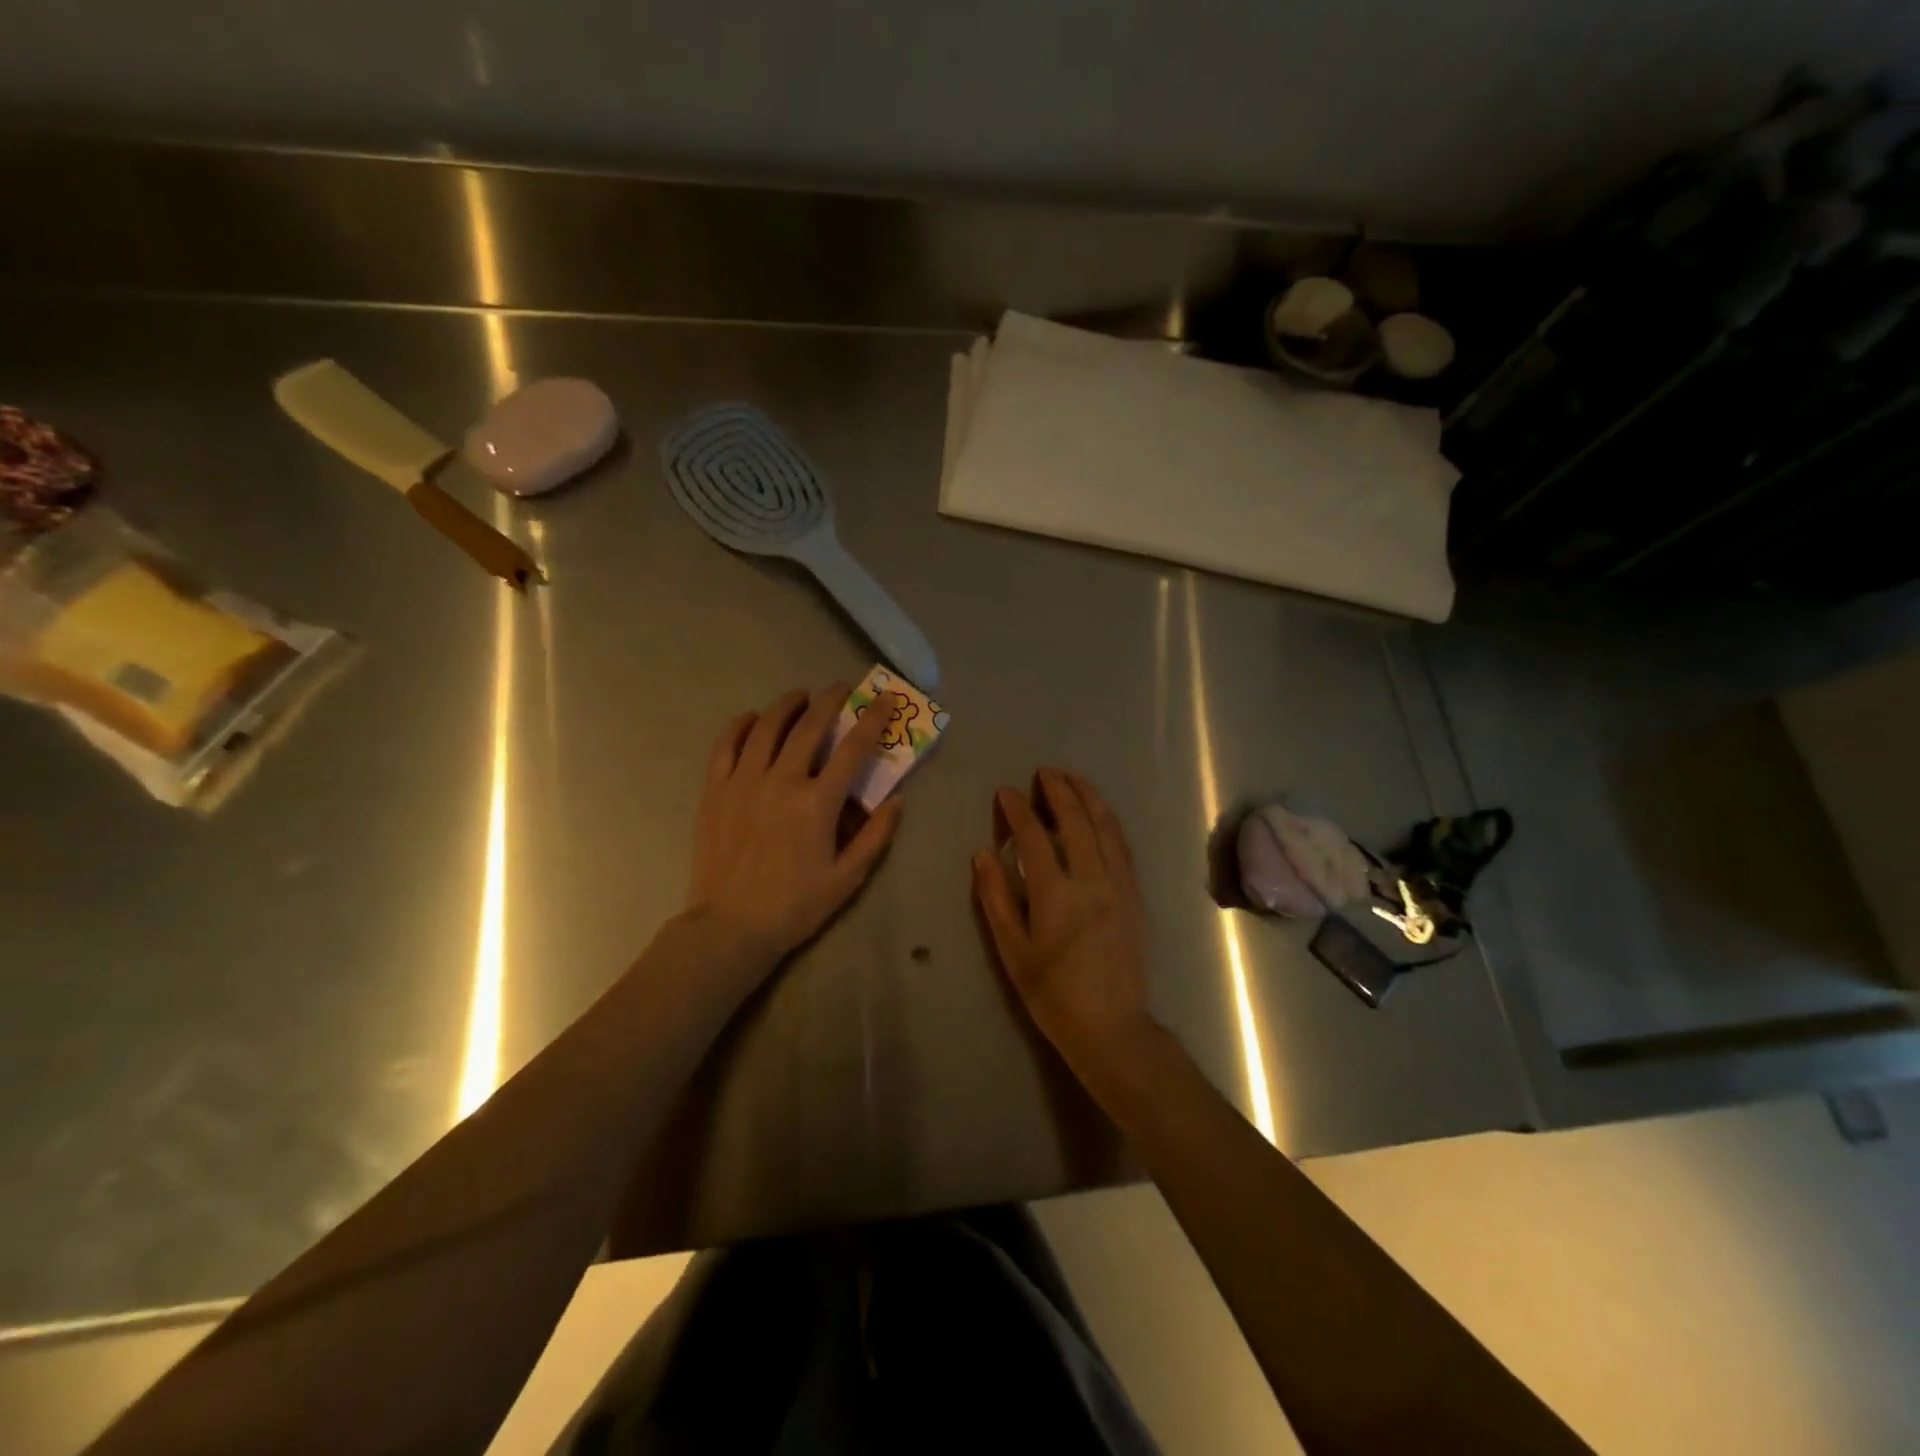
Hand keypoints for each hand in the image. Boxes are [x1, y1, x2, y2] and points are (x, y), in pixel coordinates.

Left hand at [686, 684, 902, 965]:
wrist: (731, 926)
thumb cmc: (795, 905)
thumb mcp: (848, 878)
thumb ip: (875, 836)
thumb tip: (897, 800)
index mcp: (817, 803)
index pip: (852, 748)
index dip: (872, 719)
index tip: (884, 699)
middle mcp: (781, 781)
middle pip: (809, 726)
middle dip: (831, 701)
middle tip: (842, 688)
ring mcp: (743, 782)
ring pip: (767, 727)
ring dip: (788, 705)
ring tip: (801, 696)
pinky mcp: (715, 790)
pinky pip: (726, 744)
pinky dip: (742, 724)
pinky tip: (753, 718)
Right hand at [972, 768, 1155, 1070]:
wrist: (1111, 1027)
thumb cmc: (1052, 994)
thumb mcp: (1012, 951)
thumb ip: (996, 898)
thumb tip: (983, 853)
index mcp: (1056, 894)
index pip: (1034, 836)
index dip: (1018, 809)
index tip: (1006, 791)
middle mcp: (1091, 880)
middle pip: (1076, 821)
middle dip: (1059, 790)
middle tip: (1044, 772)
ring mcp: (1119, 885)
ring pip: (1106, 827)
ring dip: (1089, 797)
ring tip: (1073, 779)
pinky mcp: (1135, 895)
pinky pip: (1123, 847)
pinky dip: (1109, 822)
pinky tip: (1100, 814)